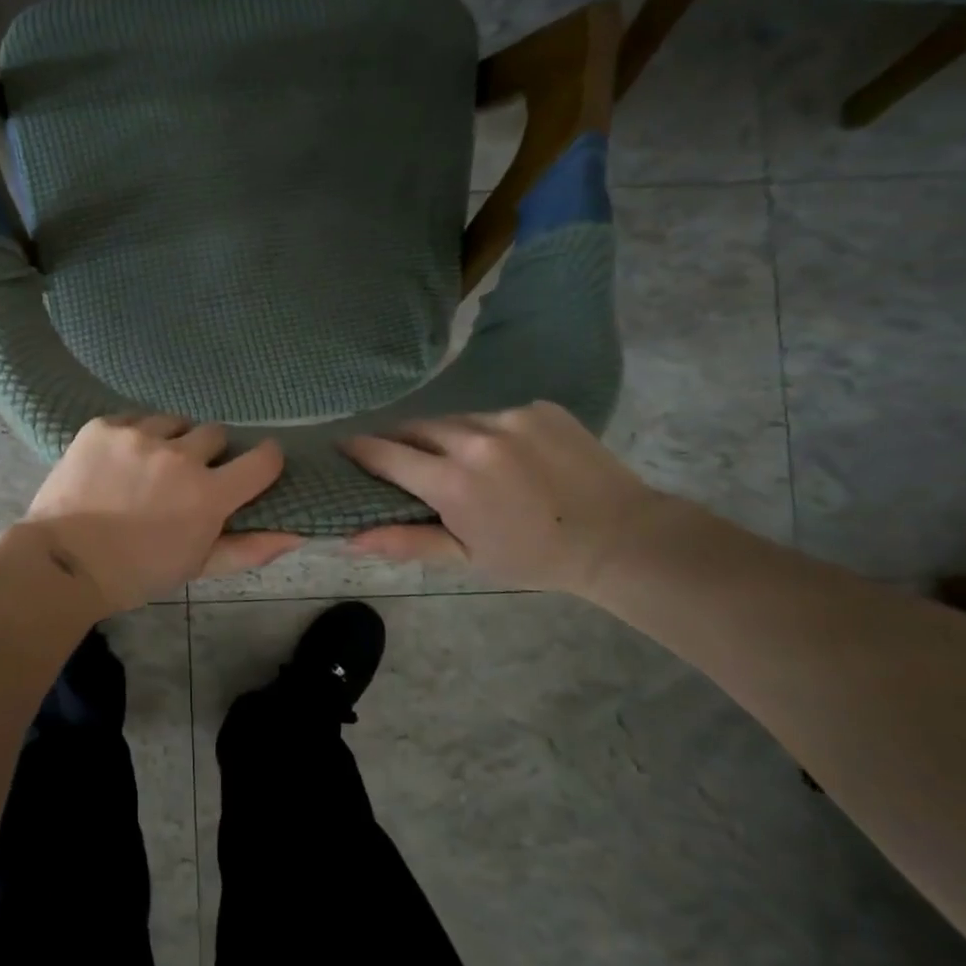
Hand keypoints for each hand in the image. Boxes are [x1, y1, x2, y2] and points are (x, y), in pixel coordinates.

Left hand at [23, 416, 301, 612]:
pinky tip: (119, 460)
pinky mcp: (104, 426)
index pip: (263, 459)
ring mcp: (138, 435)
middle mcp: (179, 456)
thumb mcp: (197, 566)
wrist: (65, 561)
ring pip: (173, 422)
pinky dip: (133, 436)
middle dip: (208, 454)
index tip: (256, 464)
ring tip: (149, 464)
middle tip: (186, 476)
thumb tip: (296, 534)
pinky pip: (134, 418)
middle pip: (215, 434)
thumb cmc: (137, 572)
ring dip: (170, 439)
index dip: (265, 459)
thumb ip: (250, 549)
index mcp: (208, 494)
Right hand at [340, 401, 670, 593]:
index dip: (360, 450)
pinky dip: (486, 432)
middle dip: (400, 441)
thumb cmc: (534, 557)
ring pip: (455, 419)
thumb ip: (405, 541)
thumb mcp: (466, 558)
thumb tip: (348, 539)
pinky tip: (506, 456)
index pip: (386, 454)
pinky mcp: (539, 407)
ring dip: (445, 436)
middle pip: (416, 428)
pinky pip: (494, 415)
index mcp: (452, 481)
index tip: (343, 447)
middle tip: (398, 459)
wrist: (622, 539)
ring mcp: (510, 417)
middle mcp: (475, 438)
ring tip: (458, 460)